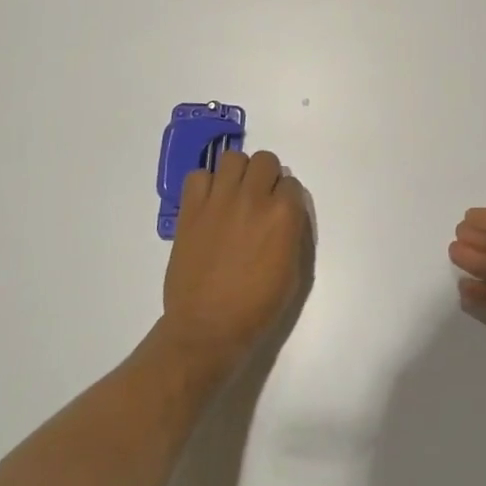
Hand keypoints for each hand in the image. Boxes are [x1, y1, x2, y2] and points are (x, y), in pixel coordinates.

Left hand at [162, 150, 309, 376]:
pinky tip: (209, 204)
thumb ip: (294, 234)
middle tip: (259, 200)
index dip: (287, 198)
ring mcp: (219, 201)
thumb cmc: (258, 306)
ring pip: (232, 158)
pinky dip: (205, 184)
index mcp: (284, 215)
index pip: (292, 183)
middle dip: (266, 177)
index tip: (280, 213)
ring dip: (238, 173)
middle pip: (265, 160)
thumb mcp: (295, 272)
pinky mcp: (191, 210)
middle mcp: (253, 198)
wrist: (208, 327)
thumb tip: (288, 214)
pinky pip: (198, 176)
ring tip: (234, 195)